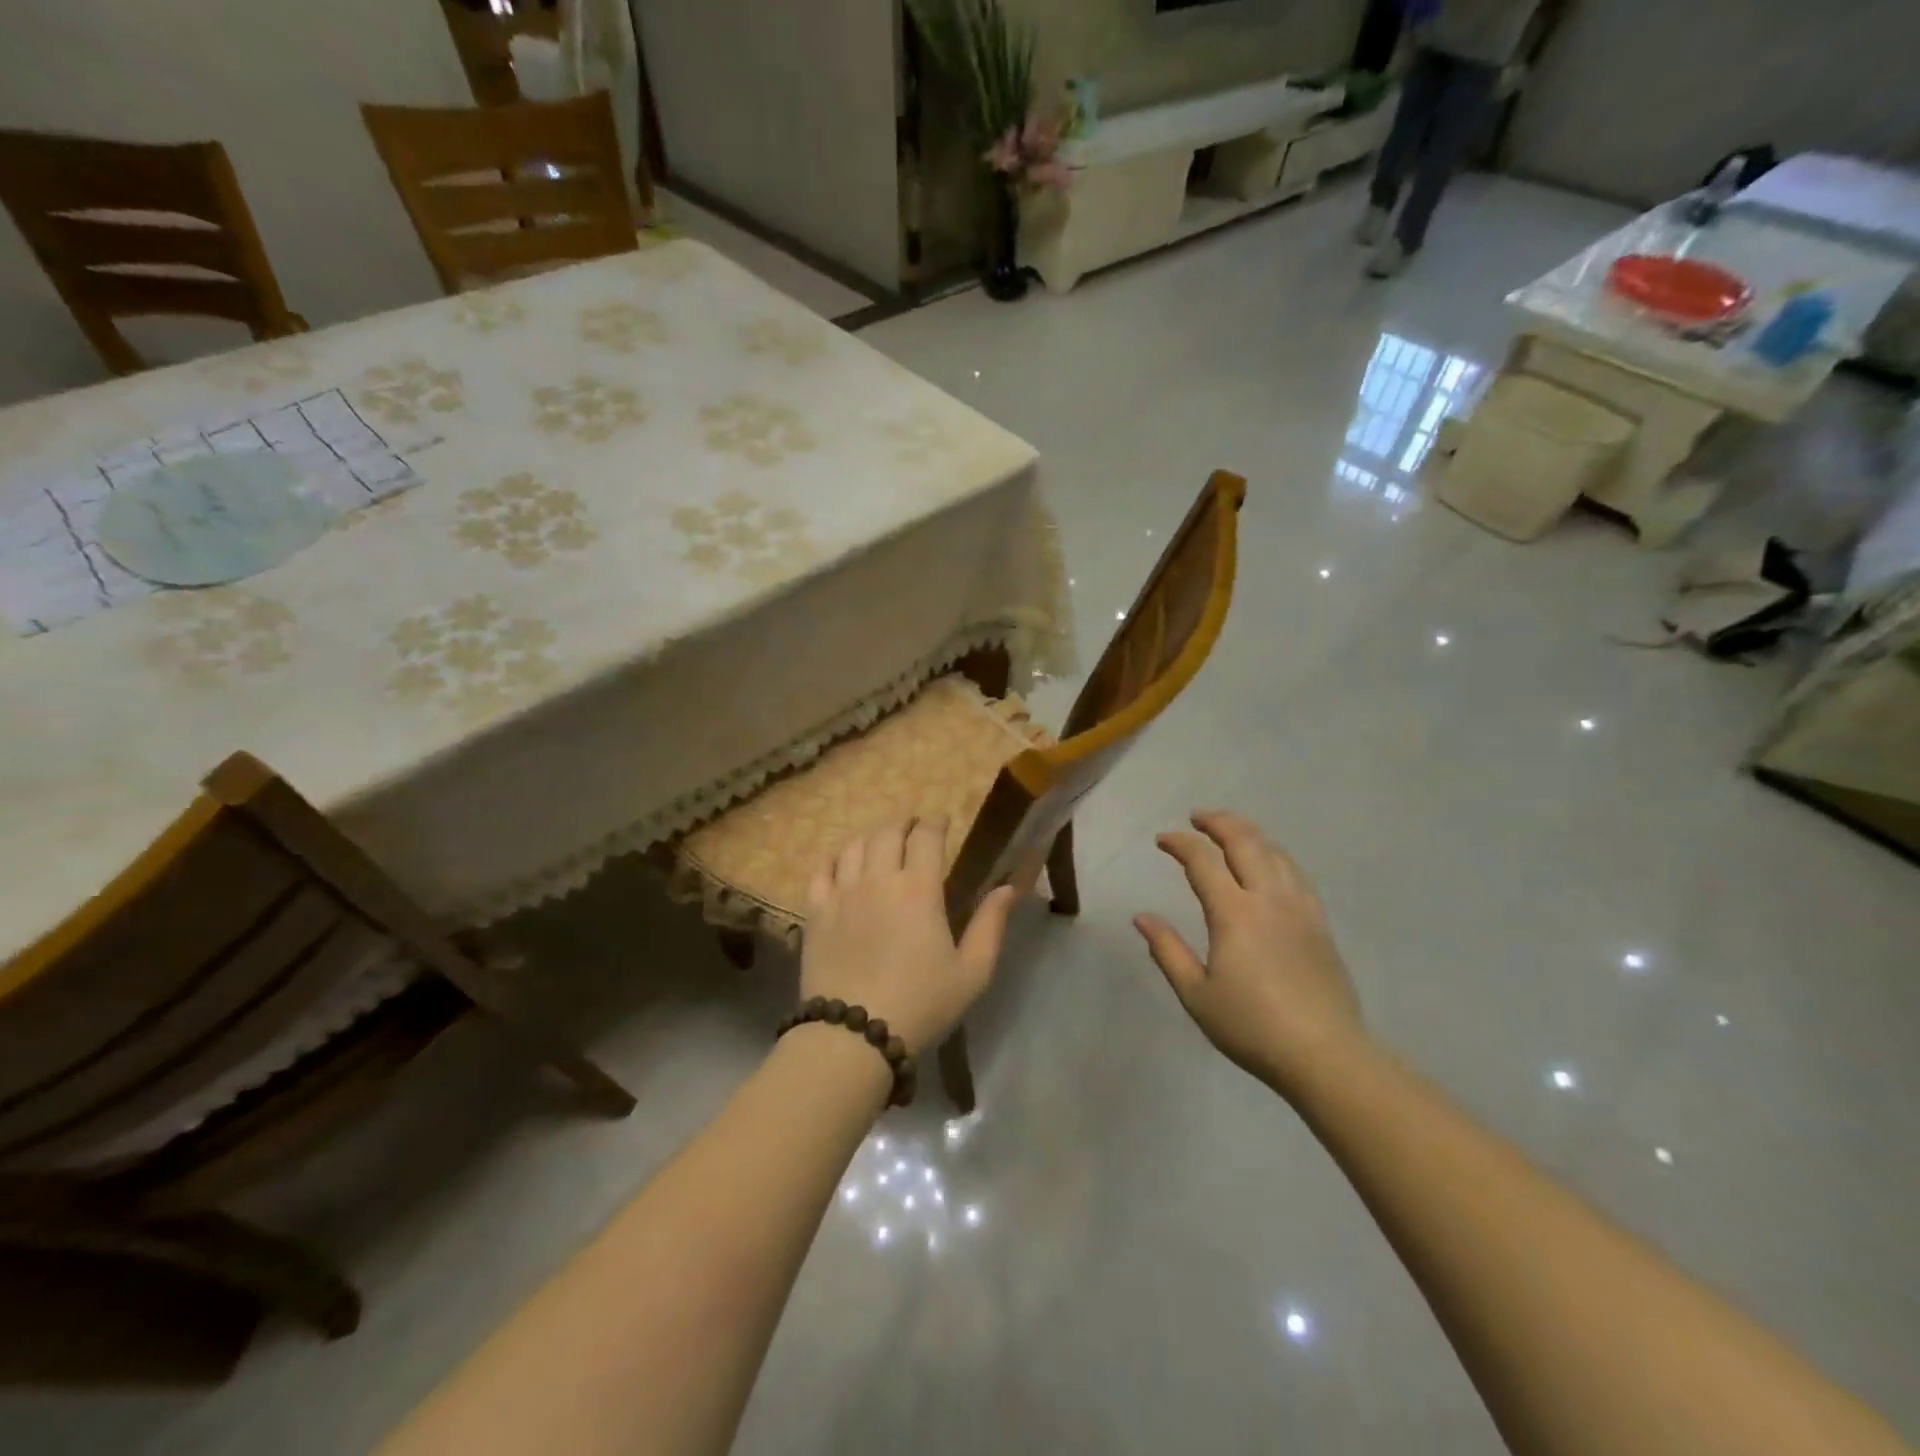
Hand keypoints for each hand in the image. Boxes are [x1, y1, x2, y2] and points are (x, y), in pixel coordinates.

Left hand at [801, 818, 1016, 1055]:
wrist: (854, 1035)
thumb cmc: (921, 1003)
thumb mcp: (972, 972)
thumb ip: (991, 925)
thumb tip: (1007, 888)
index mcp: (919, 889)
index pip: (927, 836)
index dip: (936, 822)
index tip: (942, 821)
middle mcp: (879, 880)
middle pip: (888, 832)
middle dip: (904, 823)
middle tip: (913, 829)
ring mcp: (842, 894)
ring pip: (854, 846)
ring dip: (871, 837)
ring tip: (881, 844)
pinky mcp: (816, 912)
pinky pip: (821, 871)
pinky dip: (834, 860)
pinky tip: (841, 865)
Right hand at [1134, 811, 1363, 1092]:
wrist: (1325, 1055)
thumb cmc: (1252, 1026)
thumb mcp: (1196, 994)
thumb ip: (1167, 951)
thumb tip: (1141, 917)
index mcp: (1234, 913)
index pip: (1203, 861)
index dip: (1180, 844)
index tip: (1162, 840)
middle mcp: (1268, 899)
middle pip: (1245, 842)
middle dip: (1218, 822)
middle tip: (1198, 818)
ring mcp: (1300, 908)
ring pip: (1275, 852)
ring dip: (1249, 833)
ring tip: (1231, 831)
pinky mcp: (1320, 924)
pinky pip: (1296, 873)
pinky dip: (1276, 855)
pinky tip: (1270, 863)